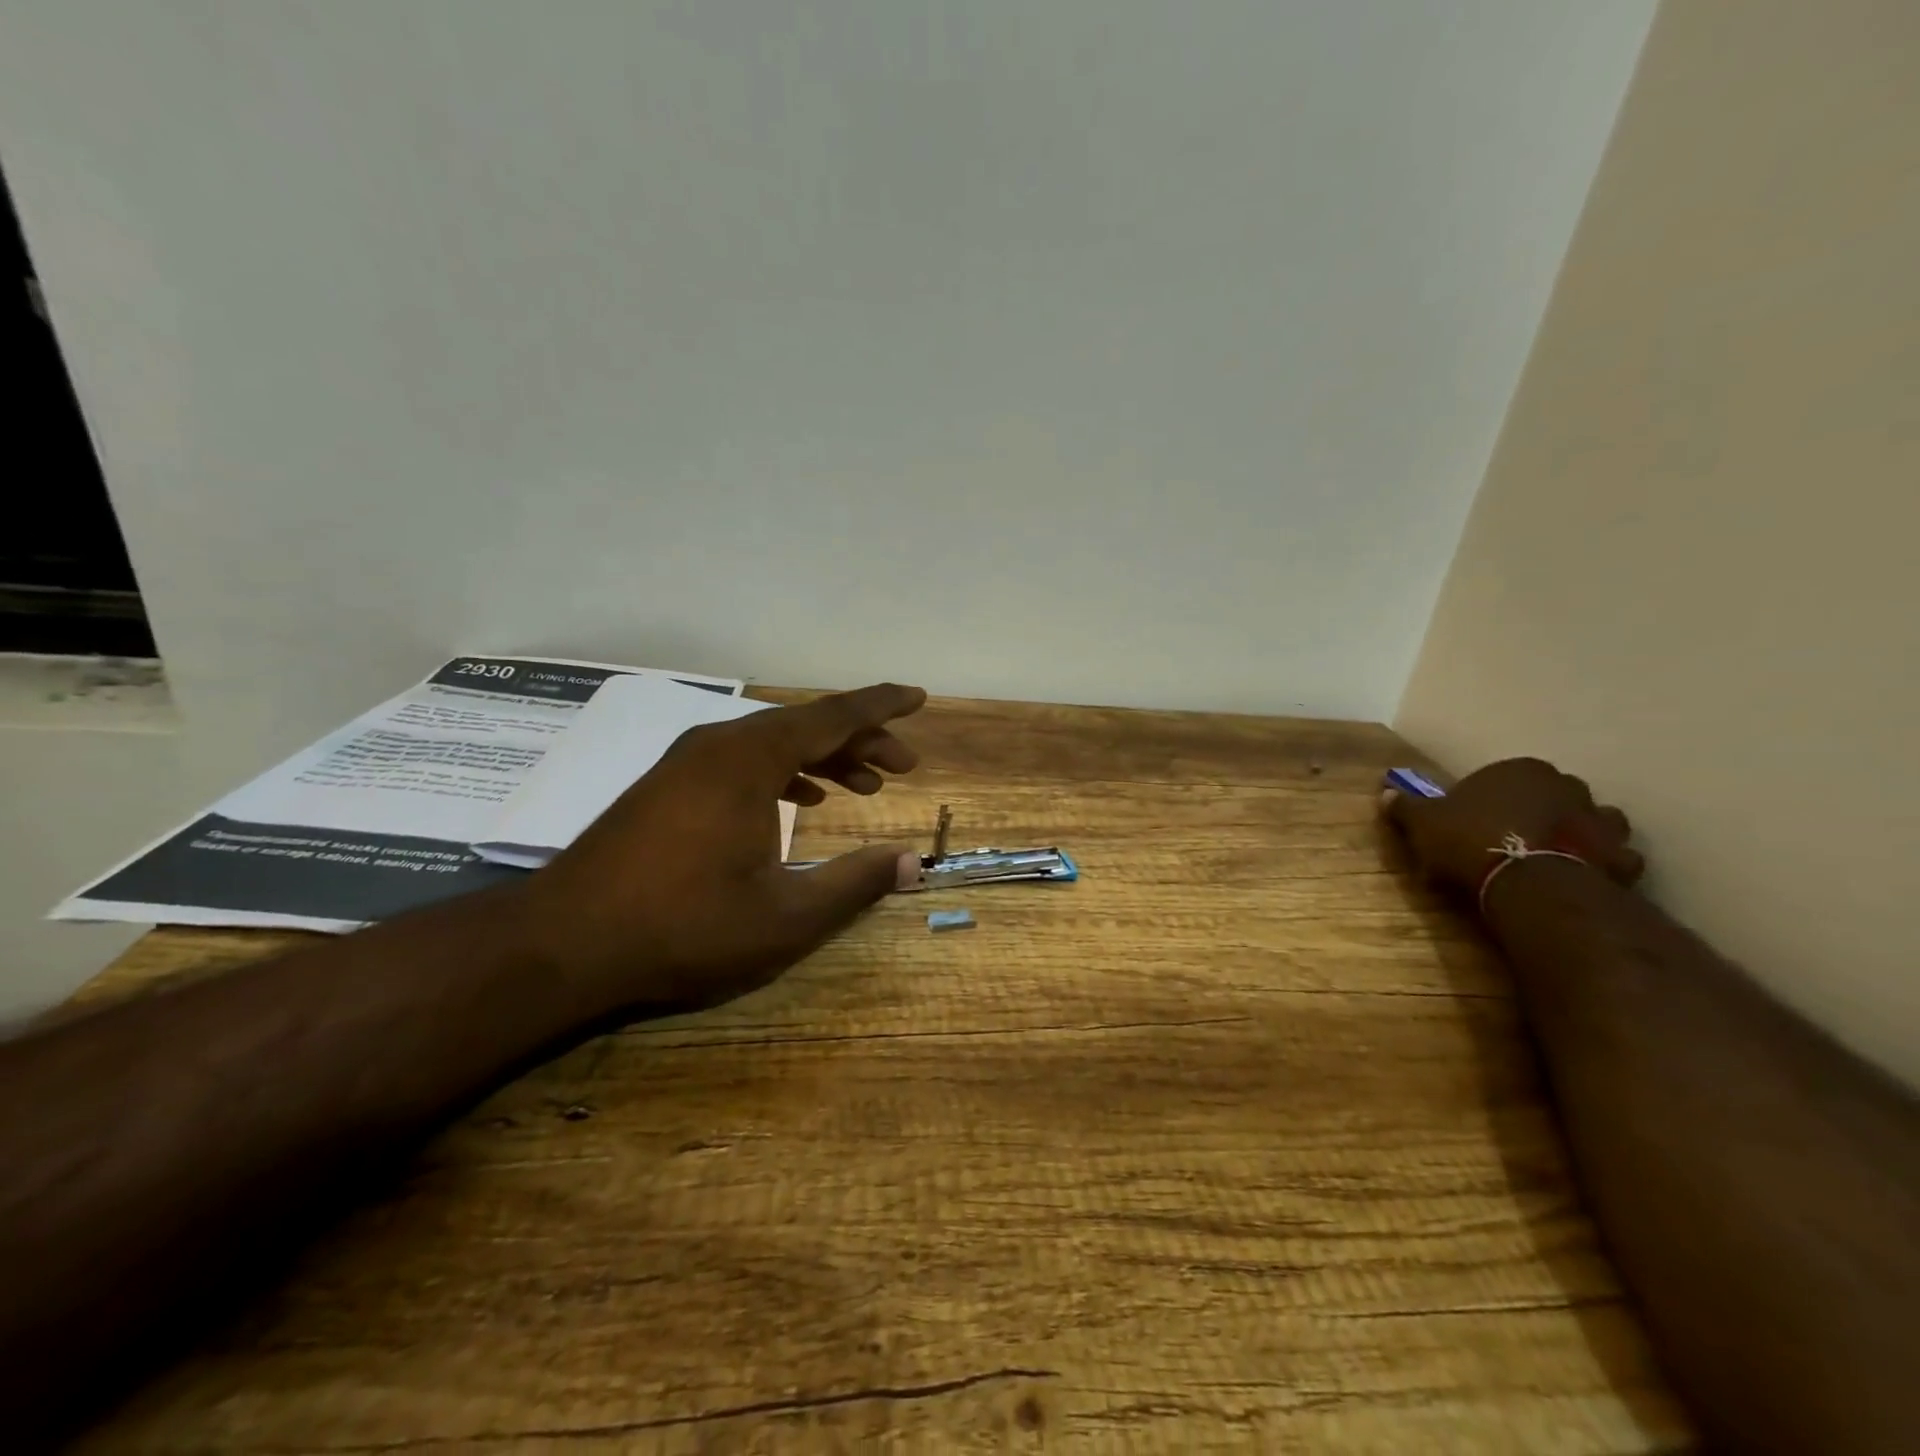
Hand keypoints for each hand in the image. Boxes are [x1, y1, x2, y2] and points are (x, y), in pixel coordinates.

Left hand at [515, 683, 926, 1016]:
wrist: (563, 942)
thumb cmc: (684, 926)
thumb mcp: (785, 915)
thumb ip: (854, 883)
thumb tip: (910, 863)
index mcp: (750, 759)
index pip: (832, 716)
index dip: (882, 706)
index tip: (918, 697)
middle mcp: (719, 745)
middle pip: (805, 726)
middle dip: (859, 740)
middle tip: (901, 765)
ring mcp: (687, 763)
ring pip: (772, 743)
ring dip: (822, 757)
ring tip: (862, 785)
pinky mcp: (668, 786)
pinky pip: (742, 761)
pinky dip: (782, 772)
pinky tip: (799, 799)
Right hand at [1382, 757, 1644, 900]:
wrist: (1530, 883)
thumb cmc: (1471, 840)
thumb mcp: (1424, 823)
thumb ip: (1406, 807)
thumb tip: (1386, 793)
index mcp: (1519, 770)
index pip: (1503, 776)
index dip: (1488, 798)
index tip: (1473, 821)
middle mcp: (1566, 786)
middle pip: (1551, 794)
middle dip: (1538, 810)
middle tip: (1513, 836)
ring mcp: (1600, 821)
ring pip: (1592, 821)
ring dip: (1579, 833)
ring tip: (1553, 855)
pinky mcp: (1620, 857)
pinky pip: (1614, 858)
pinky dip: (1603, 865)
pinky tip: (1582, 878)